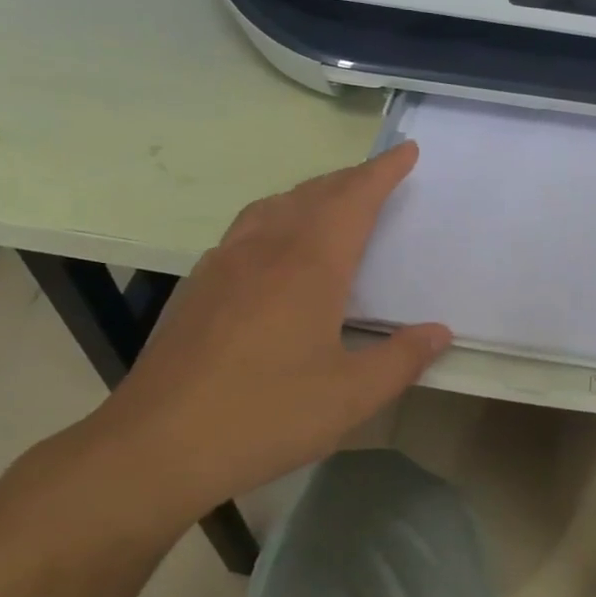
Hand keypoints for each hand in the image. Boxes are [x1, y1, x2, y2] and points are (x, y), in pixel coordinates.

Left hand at [74, 143, 449, 524]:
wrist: (156, 446)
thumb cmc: (265, 416)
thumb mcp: (351, 396)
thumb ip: (402, 359)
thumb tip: (439, 332)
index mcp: (308, 266)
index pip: (353, 200)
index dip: (383, 172)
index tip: (407, 151)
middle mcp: (264, 251)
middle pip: (313, 194)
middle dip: (350, 179)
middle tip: (379, 176)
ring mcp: (223, 265)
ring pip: (273, 207)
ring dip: (310, 194)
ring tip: (331, 201)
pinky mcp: (198, 288)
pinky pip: (246, 230)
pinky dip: (276, 218)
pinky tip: (276, 249)